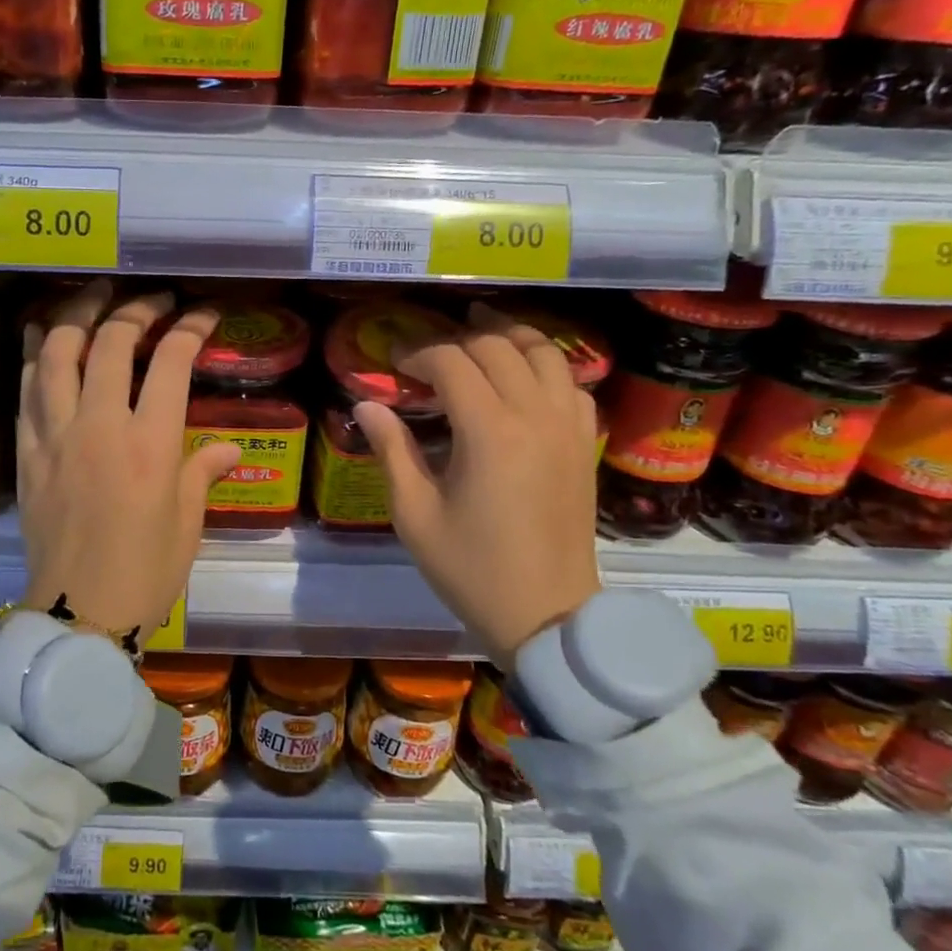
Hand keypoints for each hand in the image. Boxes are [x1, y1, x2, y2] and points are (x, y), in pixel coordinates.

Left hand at [16, 281, 242, 643]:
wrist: (79, 613)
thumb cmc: (146, 571)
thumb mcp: (187, 522)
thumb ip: (204, 472)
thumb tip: (230, 447)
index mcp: (150, 444)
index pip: (171, 362)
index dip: (190, 328)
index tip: (203, 315)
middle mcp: (100, 426)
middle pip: (112, 343)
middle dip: (136, 310)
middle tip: (153, 301)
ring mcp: (56, 436)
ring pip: (56, 353)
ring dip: (76, 315)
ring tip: (94, 297)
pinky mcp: (27, 452)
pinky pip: (26, 389)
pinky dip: (33, 354)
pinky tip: (39, 334)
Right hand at [352, 301, 600, 662]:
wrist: (546, 615)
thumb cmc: (471, 569)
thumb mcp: (415, 514)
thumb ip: (392, 450)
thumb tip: (367, 405)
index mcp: (489, 432)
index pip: (452, 362)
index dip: (418, 354)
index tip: (394, 365)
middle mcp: (535, 415)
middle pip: (498, 347)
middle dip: (458, 339)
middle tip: (428, 353)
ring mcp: (568, 428)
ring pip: (545, 354)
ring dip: (509, 337)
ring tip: (480, 336)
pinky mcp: (585, 444)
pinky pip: (572, 385)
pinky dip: (547, 368)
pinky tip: (525, 378)